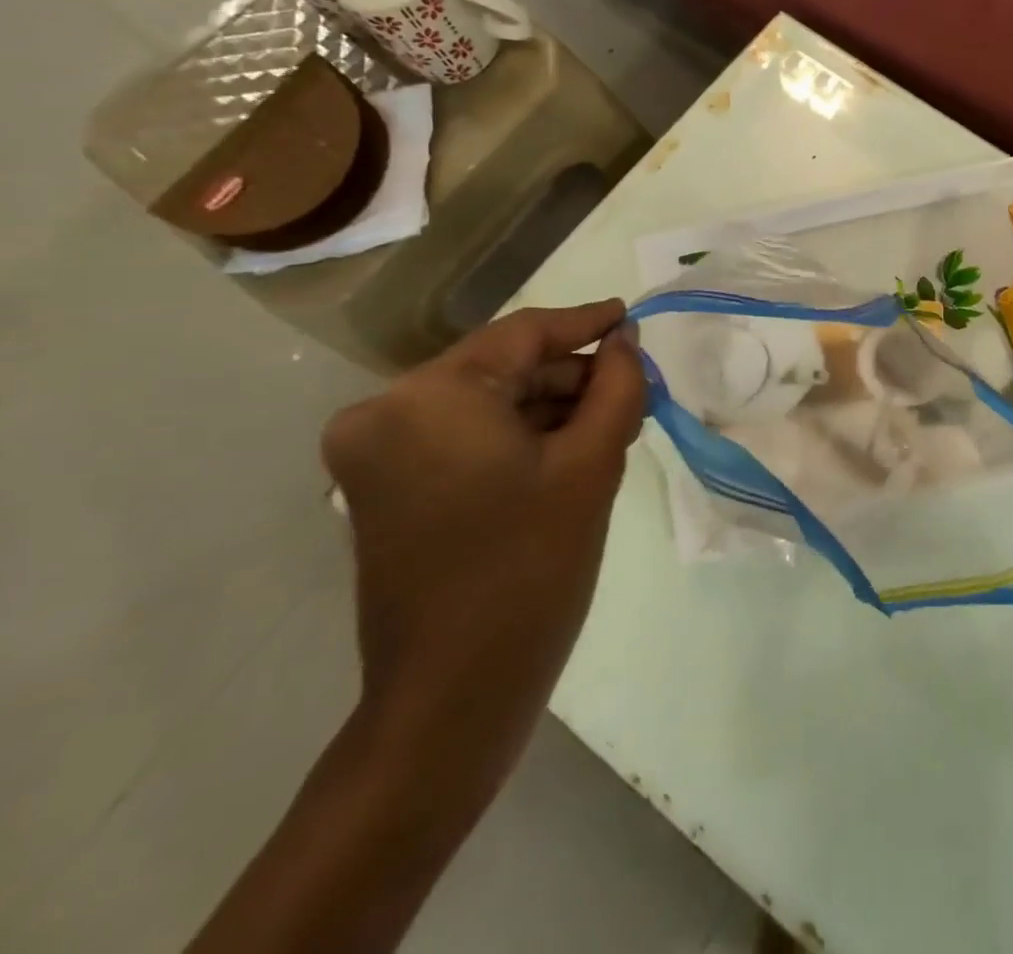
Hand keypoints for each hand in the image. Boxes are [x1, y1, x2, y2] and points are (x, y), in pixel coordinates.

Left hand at [320, 301, 645, 786]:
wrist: (453, 696)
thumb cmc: (531, 569)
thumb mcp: (591, 465)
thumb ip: (618, 386)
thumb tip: (625, 341)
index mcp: (429, 396)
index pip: (523, 335)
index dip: (585, 323)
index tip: (630, 316)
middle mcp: (385, 411)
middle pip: (501, 368)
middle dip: (572, 376)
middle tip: (636, 387)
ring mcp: (376, 452)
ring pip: (484, 401)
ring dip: (549, 407)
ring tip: (614, 421)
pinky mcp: (384, 487)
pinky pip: (464, 435)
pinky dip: (517, 435)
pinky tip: (570, 448)